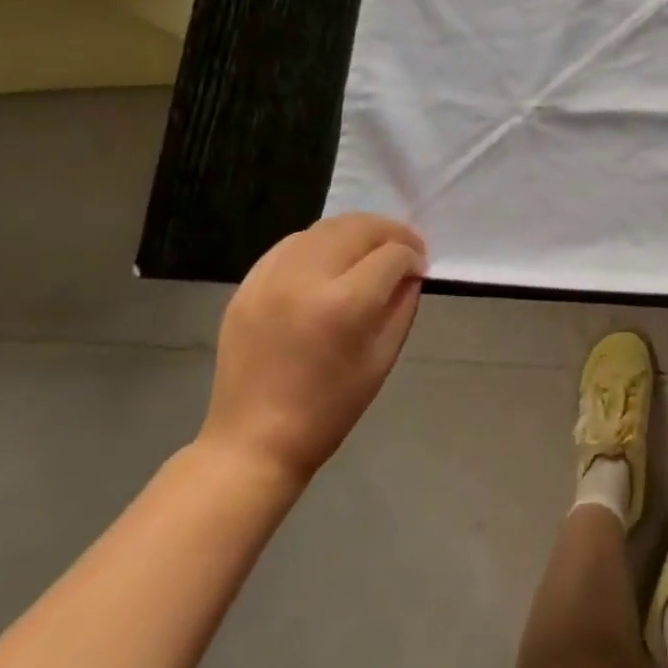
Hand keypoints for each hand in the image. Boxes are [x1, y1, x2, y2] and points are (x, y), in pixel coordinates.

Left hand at [201, 214, 426, 486]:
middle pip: (358, 228)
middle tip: (404, 247)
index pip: (392, 255)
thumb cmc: (331, 407)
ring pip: (324, 228)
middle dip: (390, 232)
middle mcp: (306, 279)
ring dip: (356, 232)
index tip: (419, 268)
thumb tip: (409, 272)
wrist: (255, 439)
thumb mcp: (383, 358)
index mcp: (345, 304)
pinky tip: (331, 259)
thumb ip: (402, 305)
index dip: (413, 257)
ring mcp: (271, 278)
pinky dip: (319, 243)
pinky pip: (291, 244)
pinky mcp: (248, 285)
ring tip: (370, 249)